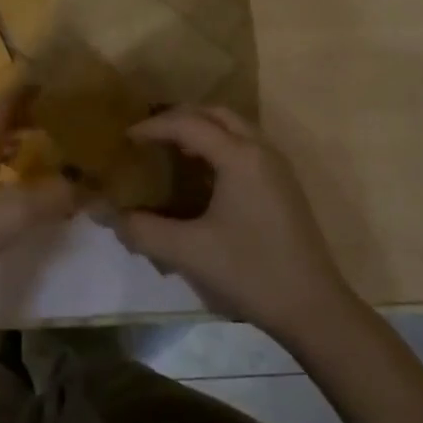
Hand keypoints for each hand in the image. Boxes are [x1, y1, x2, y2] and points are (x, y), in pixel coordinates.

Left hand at [0, 87, 75, 308]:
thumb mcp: (15, 213)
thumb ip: (56, 196)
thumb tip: (90, 186)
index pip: (4, 104)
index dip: (25, 91)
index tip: (47, 82)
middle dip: (21, 120)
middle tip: (51, 121)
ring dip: (7, 147)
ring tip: (33, 155)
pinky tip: (3, 194)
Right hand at [110, 106, 355, 341]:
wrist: (314, 308)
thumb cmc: (250, 272)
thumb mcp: (189, 252)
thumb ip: (143, 230)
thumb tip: (108, 216)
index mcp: (239, 156)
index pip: (188, 124)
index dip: (153, 127)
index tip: (125, 139)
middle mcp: (260, 150)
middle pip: (215, 114)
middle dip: (179, 117)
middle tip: (149, 135)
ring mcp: (276, 166)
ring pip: (234, 127)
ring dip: (202, 129)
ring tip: (171, 150)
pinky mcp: (283, 185)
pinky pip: (245, 145)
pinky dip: (219, 145)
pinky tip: (202, 175)